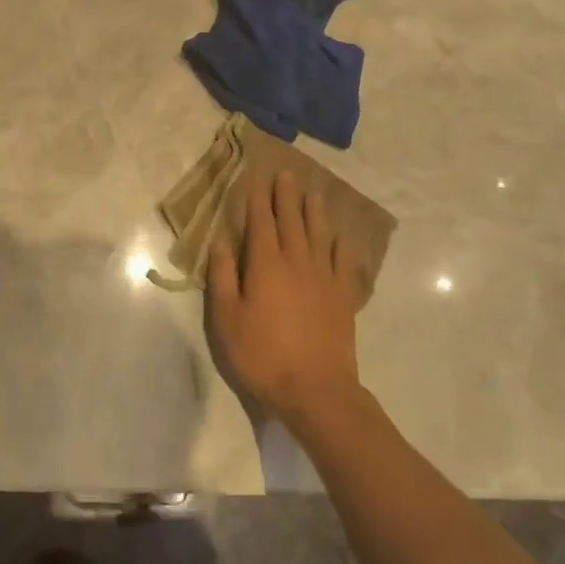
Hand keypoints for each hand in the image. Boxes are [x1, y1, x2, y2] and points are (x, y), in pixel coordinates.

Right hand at [209, 171, 363, 424]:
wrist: (316, 389)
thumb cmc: (262, 354)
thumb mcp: (227, 319)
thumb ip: (222, 277)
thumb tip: (220, 242)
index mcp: (265, 264)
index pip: (260, 221)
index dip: (258, 197)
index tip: (257, 175)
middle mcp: (297, 261)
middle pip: (292, 220)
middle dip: (286, 195)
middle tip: (287, 173)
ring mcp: (324, 277)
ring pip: (319, 234)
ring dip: (315, 211)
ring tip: (314, 192)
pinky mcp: (343, 296)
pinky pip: (344, 261)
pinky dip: (342, 244)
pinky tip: (342, 236)